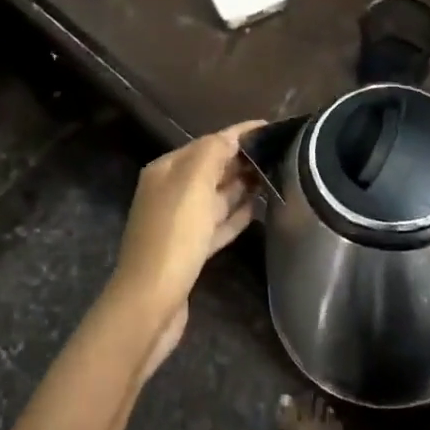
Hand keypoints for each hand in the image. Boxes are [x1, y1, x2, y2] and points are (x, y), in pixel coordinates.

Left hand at [110, 121, 264, 340]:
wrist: (150, 302)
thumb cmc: (174, 236)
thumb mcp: (193, 184)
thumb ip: (213, 153)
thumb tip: (231, 138)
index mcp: (166, 171)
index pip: (207, 143)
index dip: (238, 134)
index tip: (271, 127)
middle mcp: (169, 192)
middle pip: (211, 168)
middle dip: (241, 160)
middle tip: (280, 154)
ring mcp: (178, 224)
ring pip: (215, 197)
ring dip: (241, 187)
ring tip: (273, 179)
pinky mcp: (188, 252)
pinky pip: (216, 225)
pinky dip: (234, 216)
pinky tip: (255, 211)